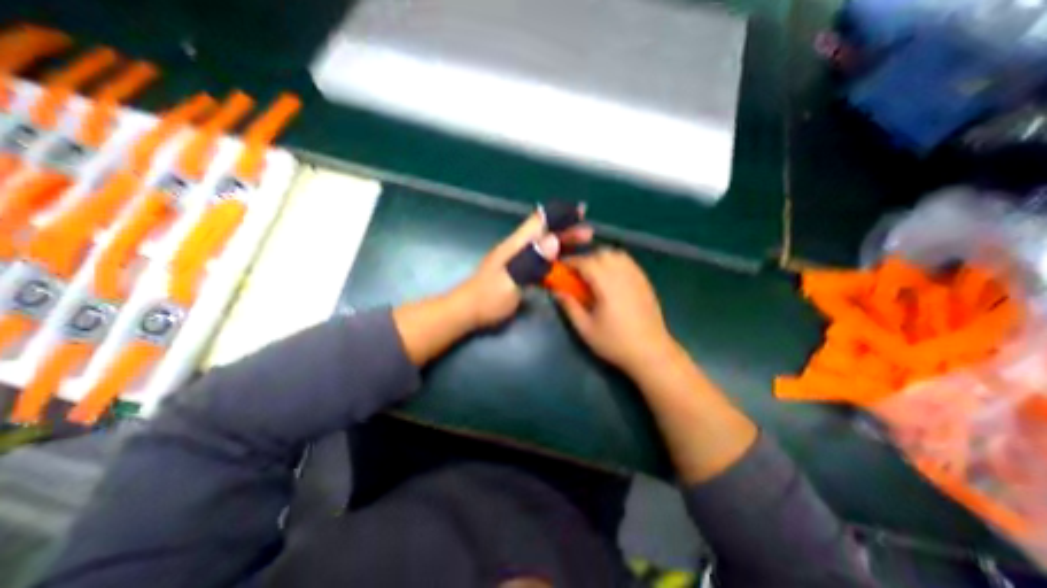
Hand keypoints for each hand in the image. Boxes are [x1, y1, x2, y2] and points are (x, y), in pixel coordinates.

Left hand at [454, 212, 592, 329]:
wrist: (467, 310)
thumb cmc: (488, 298)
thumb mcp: (511, 280)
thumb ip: (532, 260)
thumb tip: (554, 240)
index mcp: (516, 245)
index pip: (539, 222)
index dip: (560, 215)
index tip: (580, 211)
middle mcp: (517, 248)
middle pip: (544, 231)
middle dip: (566, 229)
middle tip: (588, 233)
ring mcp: (516, 259)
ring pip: (543, 243)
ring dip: (562, 241)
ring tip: (581, 242)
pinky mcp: (517, 270)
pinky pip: (540, 257)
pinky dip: (554, 255)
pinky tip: (562, 261)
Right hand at [555, 247, 680, 371]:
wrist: (652, 352)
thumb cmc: (615, 342)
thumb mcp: (585, 329)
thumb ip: (570, 306)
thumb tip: (556, 291)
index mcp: (607, 285)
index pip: (586, 262)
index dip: (570, 262)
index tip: (561, 268)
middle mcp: (623, 275)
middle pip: (602, 254)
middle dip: (586, 259)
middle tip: (577, 275)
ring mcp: (637, 276)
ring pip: (616, 254)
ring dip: (601, 259)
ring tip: (594, 275)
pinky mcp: (645, 281)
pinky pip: (628, 262)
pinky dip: (615, 262)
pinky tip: (611, 278)